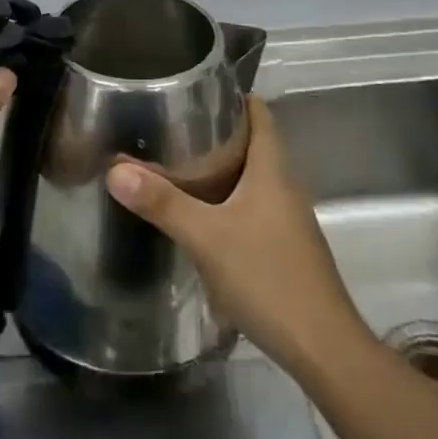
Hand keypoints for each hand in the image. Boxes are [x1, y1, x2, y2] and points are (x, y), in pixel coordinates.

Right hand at [106, 96, 368, 379]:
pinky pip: (255, 207)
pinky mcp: (287, 248)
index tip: (197, 90)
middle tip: (173, 127)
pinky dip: (229, 200)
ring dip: (223, 168)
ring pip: (254, 178)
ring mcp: (289, 220)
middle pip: (255, 144)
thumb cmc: (267, 277)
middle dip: (218, 132)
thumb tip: (115, 169)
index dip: (234, 97)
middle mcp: (285, 187)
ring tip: (179, 165)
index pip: (260, 114)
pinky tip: (202, 216)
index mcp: (273, 170)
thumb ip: (162, 202)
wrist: (322, 348)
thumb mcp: (206, 237)